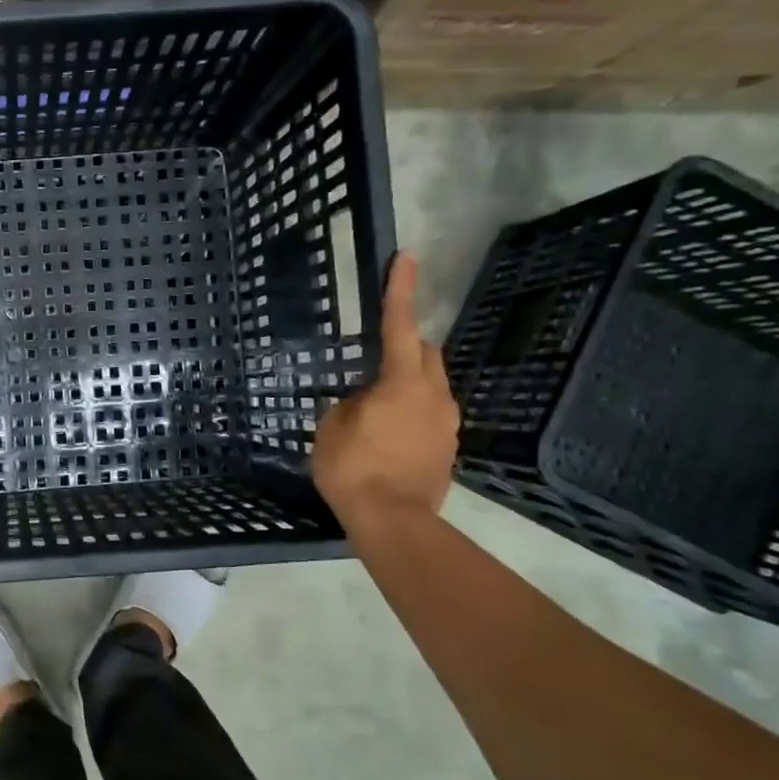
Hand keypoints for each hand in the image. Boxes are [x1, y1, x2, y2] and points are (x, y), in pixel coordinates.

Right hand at [312, 254, 459, 522]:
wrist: (393, 522)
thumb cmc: (354, 469)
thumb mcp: (331, 428)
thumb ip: (348, 404)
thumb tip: (361, 401)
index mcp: (402, 383)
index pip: (399, 326)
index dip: (399, 291)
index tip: (407, 257)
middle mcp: (434, 396)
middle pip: (425, 354)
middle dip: (405, 347)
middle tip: (373, 361)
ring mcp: (446, 424)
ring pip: (429, 387)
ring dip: (406, 385)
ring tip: (374, 409)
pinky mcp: (447, 448)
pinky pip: (429, 416)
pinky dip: (410, 414)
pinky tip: (387, 437)